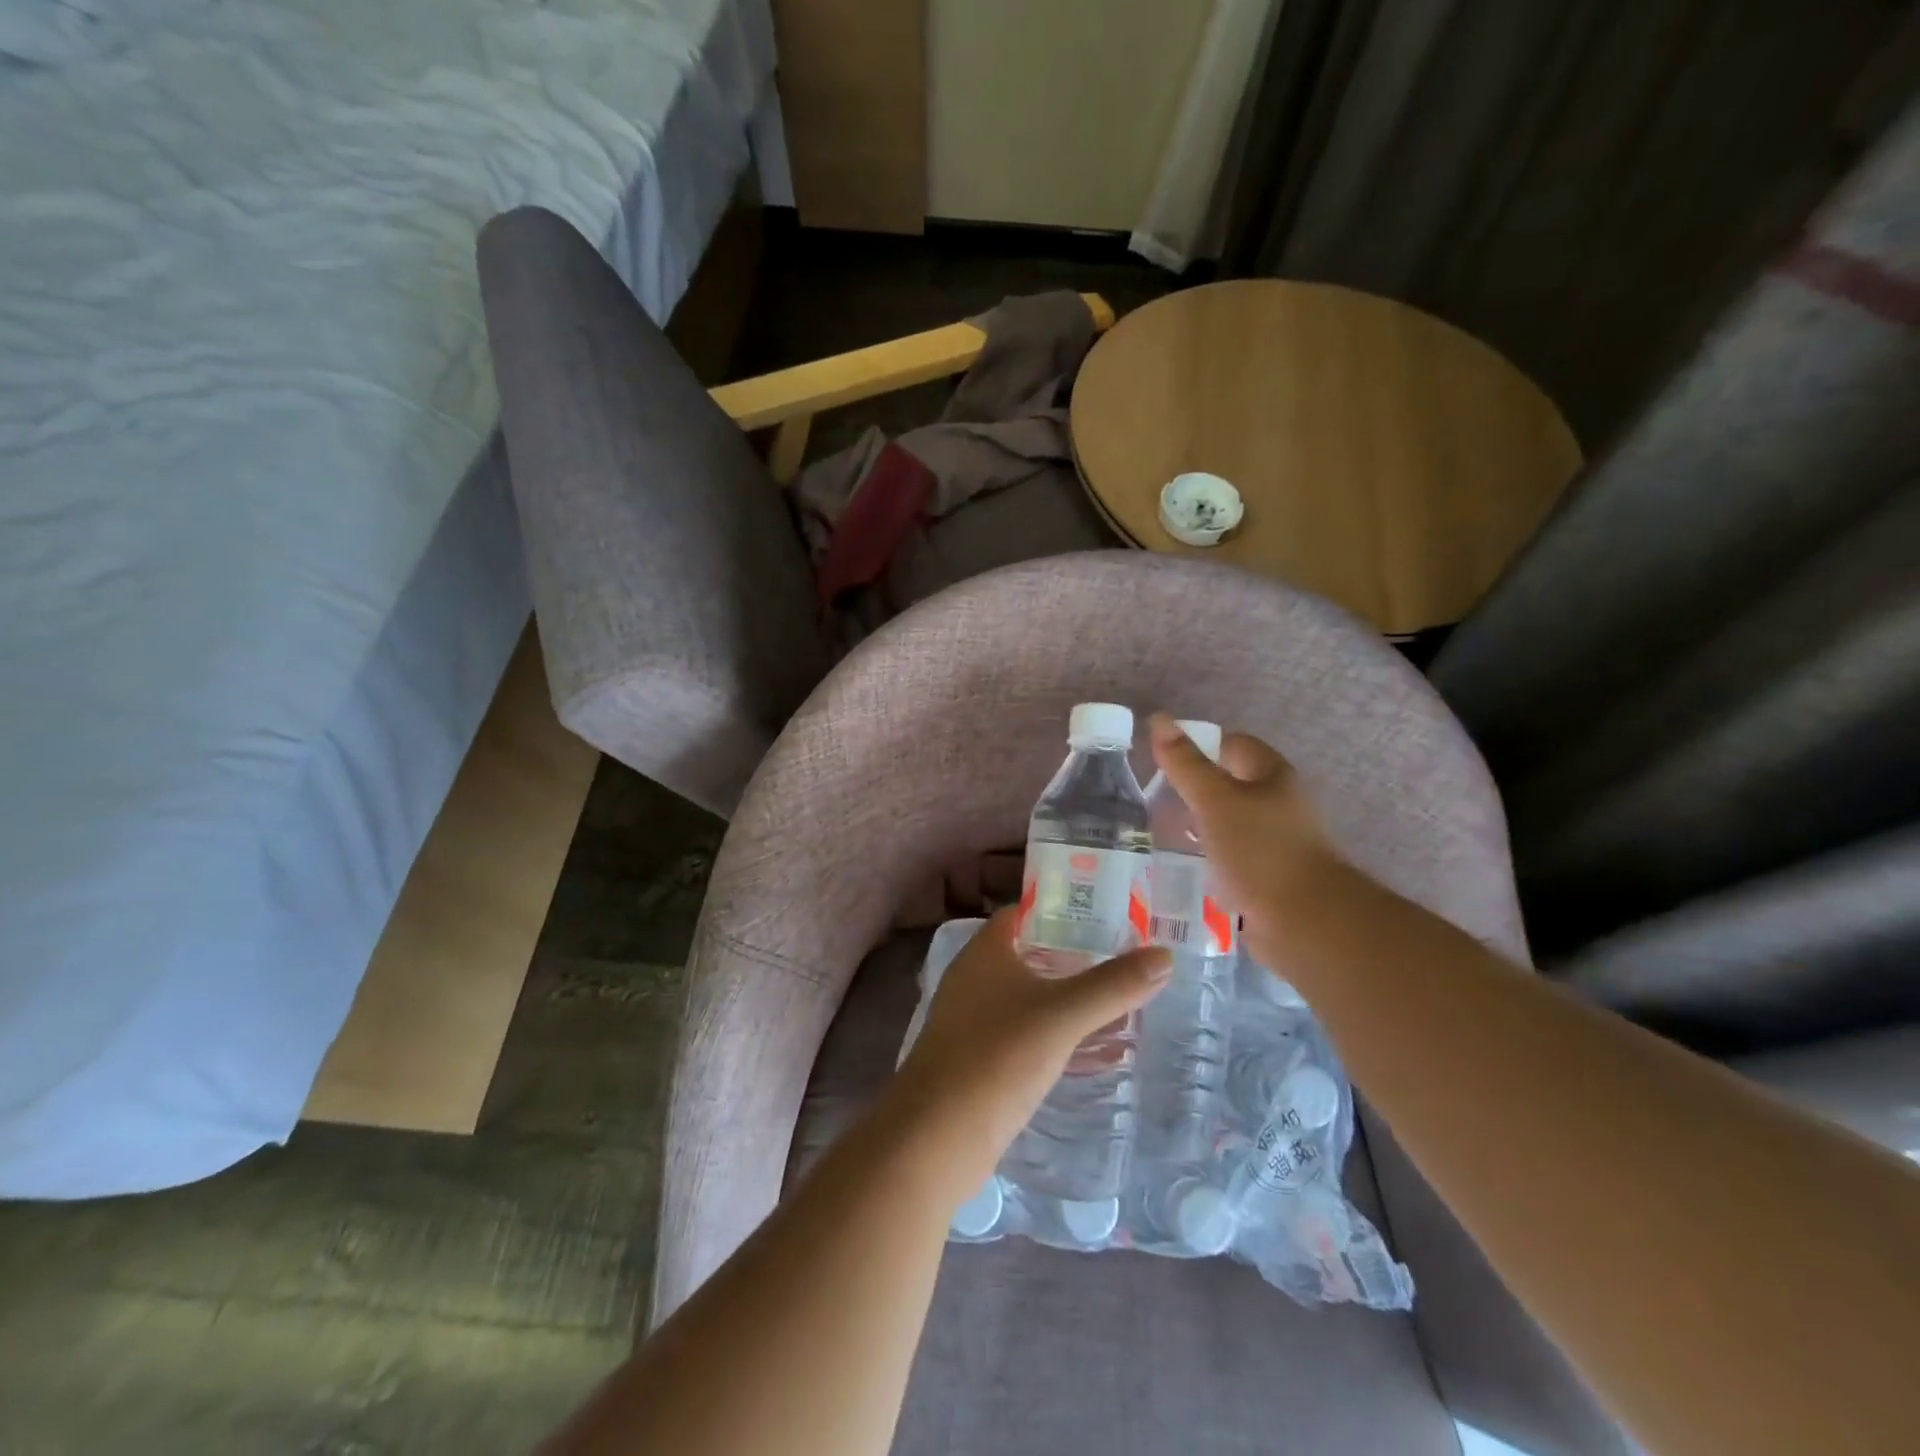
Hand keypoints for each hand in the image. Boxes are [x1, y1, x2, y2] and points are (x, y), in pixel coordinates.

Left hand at [892, 907, 1170, 1199]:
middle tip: (1127, 956)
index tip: (1110, 912)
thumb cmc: (996, 1057)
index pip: (1026, 911)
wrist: (935, 1137)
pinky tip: (1097, 1051)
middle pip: (1032, 952)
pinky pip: (1028, 1034)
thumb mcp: (1061, 1016)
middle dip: (1076, 955)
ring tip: (1123, 1000)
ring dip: (1070, 998)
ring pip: (1031, 996)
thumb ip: (1113, 986)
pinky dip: (1060, 1035)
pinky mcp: (981, 1058)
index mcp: (985, 951)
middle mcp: (976, 977)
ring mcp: (975, 1019)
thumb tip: (1164, 956)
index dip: (1064, 907)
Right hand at [1147, 713, 1341, 971]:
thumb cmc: (1260, 851)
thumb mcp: (1215, 801)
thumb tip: (1158, 718)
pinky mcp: (1266, 878)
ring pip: (1227, 825)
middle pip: (1230, 786)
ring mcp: (1274, 844)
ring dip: (1197, 828)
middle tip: (1152, 800)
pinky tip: (1179, 868)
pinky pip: (1229, 859)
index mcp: (1273, 777)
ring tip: (1157, 834)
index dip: (1199, 747)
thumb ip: (1185, 764)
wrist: (1304, 922)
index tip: (1162, 763)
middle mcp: (1279, 805)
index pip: (1233, 746)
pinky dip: (1206, 860)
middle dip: (1192, 792)